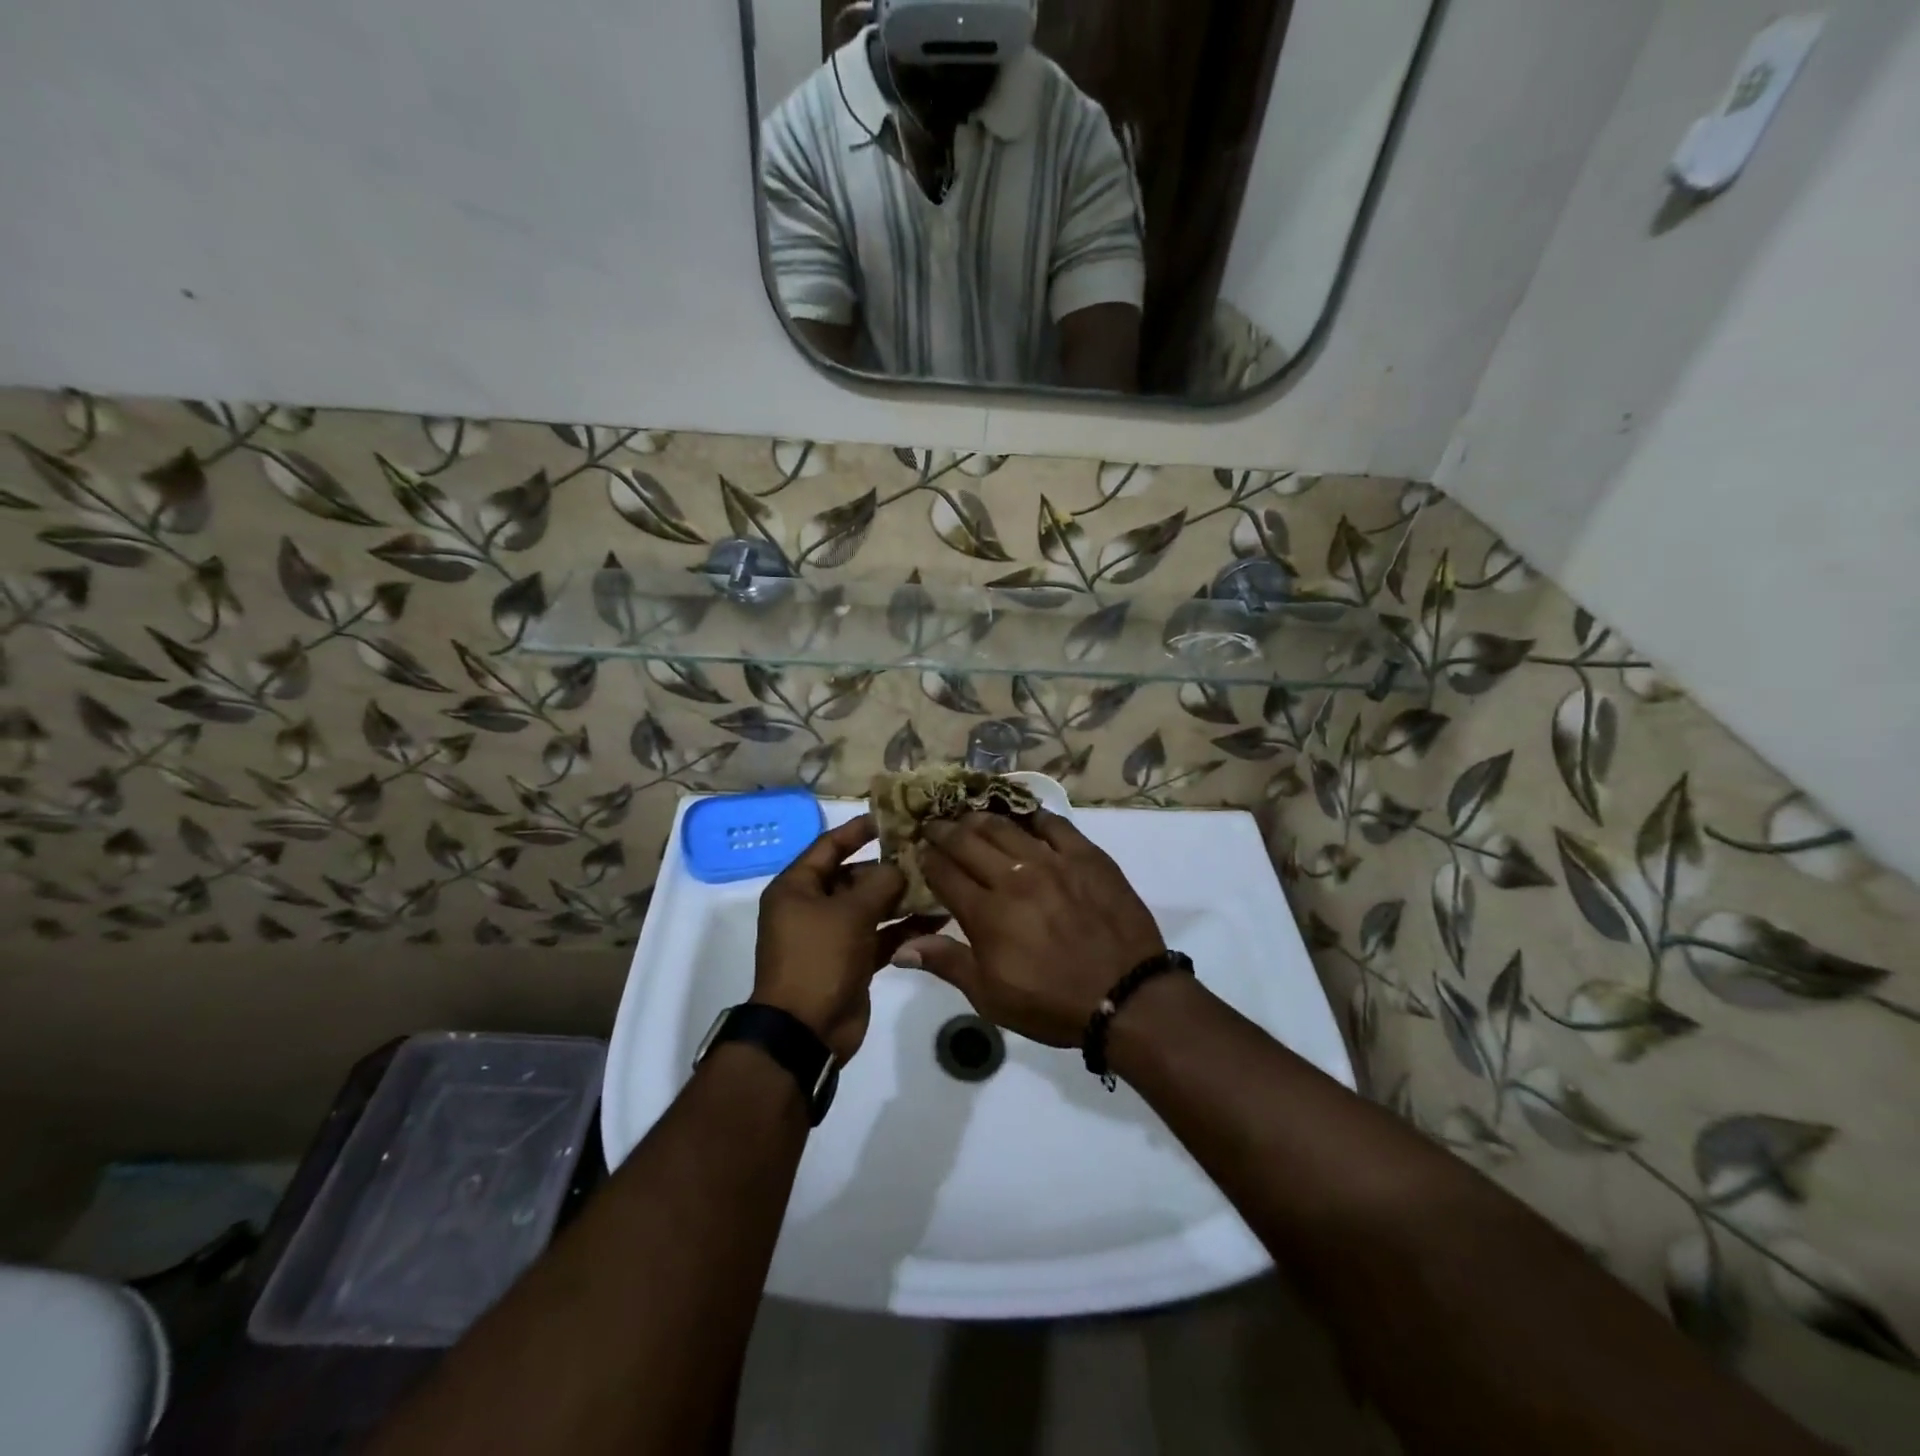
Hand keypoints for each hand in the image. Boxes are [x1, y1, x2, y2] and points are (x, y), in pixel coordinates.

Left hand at [754, 815, 944, 1060]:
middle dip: (888, 868)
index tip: (891, 818)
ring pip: (870, 907)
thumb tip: (900, 868)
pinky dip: (902, 928)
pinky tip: (935, 919)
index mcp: (797, 887)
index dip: (858, 830)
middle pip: (853, 876)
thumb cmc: (819, 958)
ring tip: (938, 884)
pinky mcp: (851, 960)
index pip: (828, 846)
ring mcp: (832, 935)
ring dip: (900, 898)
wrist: (806, 1031)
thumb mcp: (850, 912)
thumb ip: (880, 882)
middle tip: (926, 854)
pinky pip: (879, 935)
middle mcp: (812, 906)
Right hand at [897, 810, 1164, 1047]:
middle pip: (968, 842)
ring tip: (968, 814)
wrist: (1126, 997)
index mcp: (986, 913)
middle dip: (944, 831)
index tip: (918, 851)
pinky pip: (1053, 824)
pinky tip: (1022, 813)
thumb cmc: (1052, 1003)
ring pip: (1005, 826)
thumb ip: (947, 963)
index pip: (944, 873)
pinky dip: (1032, 815)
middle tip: (934, 823)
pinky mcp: (1086, 856)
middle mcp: (1013, 877)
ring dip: (979, 817)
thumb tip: (901, 947)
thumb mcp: (991, 996)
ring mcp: (1052, 861)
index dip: (926, 859)